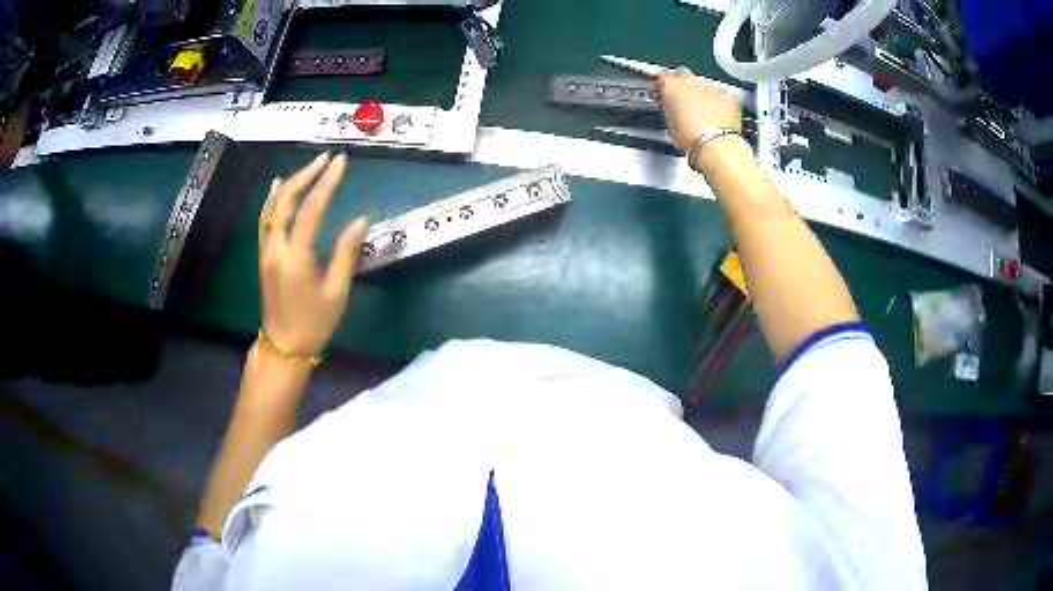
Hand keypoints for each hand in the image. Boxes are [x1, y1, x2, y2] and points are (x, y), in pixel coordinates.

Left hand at [258, 153, 368, 357]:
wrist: (284, 346)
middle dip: (307, 175)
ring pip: (272, 206)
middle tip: (326, 159)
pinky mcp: (263, 255)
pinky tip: (278, 185)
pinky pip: (265, 219)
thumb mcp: (336, 292)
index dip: (327, 183)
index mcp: (296, 257)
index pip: (312, 209)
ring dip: (290, 183)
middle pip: (286, 200)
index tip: (341, 162)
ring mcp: (266, 250)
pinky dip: (273, 199)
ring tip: (309, 166)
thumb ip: (346, 253)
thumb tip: (360, 220)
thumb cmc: (314, 323)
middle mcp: (276, 247)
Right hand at [656, 69, 742, 152]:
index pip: (663, 77)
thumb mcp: (670, 124)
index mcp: (673, 85)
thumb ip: (669, 109)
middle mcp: (693, 81)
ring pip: (704, 84)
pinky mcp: (729, 96)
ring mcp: (712, 87)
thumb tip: (672, 110)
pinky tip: (718, 113)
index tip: (663, 93)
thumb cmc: (691, 138)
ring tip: (702, 110)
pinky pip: (723, 94)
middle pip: (684, 76)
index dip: (663, 85)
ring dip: (702, 93)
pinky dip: (720, 101)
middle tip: (683, 101)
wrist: (716, 146)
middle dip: (683, 86)